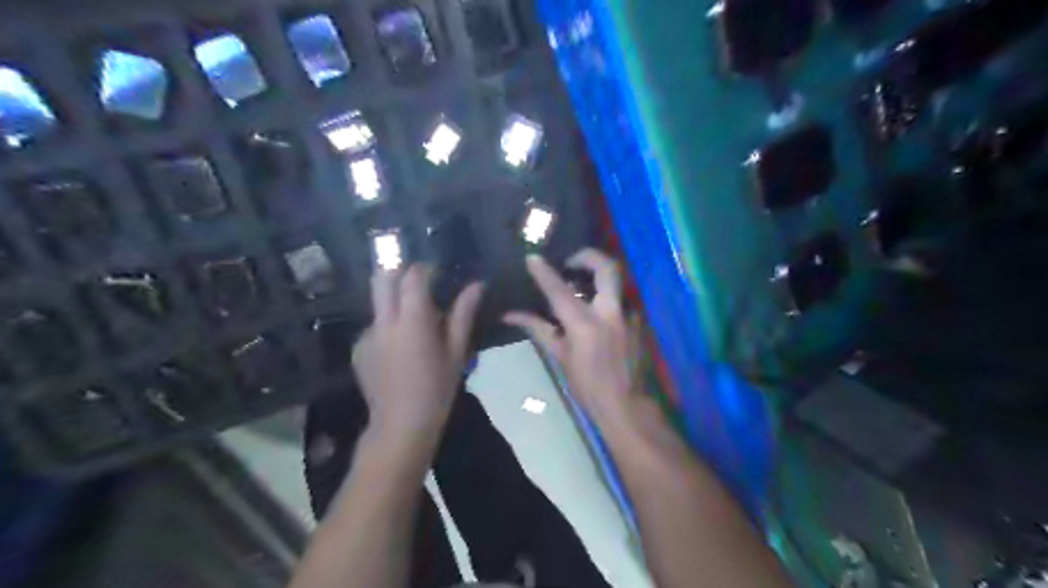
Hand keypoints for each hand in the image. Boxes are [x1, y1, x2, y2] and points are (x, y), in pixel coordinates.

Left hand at [353, 263, 481, 436]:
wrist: (401, 425)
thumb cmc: (437, 388)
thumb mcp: (457, 351)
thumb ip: (464, 314)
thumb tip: (477, 285)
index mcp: (412, 320)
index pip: (413, 277)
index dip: (425, 269)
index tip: (438, 272)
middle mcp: (384, 321)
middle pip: (383, 279)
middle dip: (399, 271)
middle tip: (420, 281)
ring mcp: (367, 335)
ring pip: (379, 304)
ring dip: (395, 302)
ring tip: (416, 326)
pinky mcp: (358, 349)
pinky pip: (375, 326)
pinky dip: (389, 327)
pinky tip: (401, 350)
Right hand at [505, 249, 642, 426]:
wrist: (626, 405)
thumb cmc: (587, 385)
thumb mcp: (559, 356)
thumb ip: (538, 329)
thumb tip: (509, 314)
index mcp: (585, 324)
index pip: (560, 291)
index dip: (544, 272)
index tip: (533, 258)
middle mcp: (610, 313)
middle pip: (606, 267)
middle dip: (588, 256)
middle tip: (570, 262)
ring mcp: (628, 314)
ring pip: (615, 280)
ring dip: (596, 275)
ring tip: (578, 282)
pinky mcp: (637, 321)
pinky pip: (618, 298)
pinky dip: (603, 296)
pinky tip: (593, 309)